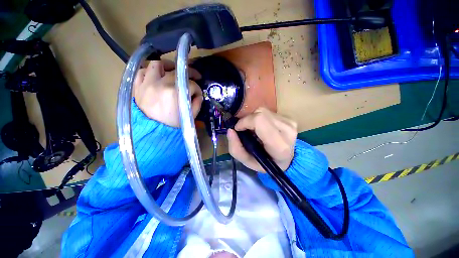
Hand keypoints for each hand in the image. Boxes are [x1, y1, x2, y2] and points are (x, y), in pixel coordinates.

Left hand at [133, 59, 202, 127]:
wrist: (155, 133)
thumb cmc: (174, 125)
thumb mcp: (191, 116)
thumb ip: (197, 103)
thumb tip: (198, 94)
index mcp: (175, 94)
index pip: (191, 84)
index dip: (197, 88)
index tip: (198, 93)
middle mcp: (160, 85)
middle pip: (177, 71)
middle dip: (189, 73)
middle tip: (193, 76)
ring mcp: (146, 84)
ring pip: (156, 64)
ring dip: (167, 66)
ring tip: (172, 70)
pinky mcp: (137, 87)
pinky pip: (141, 72)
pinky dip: (149, 71)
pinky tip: (155, 75)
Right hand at [227, 107, 297, 171]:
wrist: (286, 160)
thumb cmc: (266, 163)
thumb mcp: (247, 161)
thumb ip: (236, 148)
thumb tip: (230, 130)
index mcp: (279, 145)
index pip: (259, 121)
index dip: (245, 122)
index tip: (238, 129)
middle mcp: (287, 131)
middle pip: (260, 113)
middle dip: (248, 120)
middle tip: (246, 130)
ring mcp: (290, 123)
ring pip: (263, 111)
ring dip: (254, 119)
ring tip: (255, 130)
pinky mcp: (289, 118)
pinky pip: (268, 112)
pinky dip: (261, 118)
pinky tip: (263, 128)